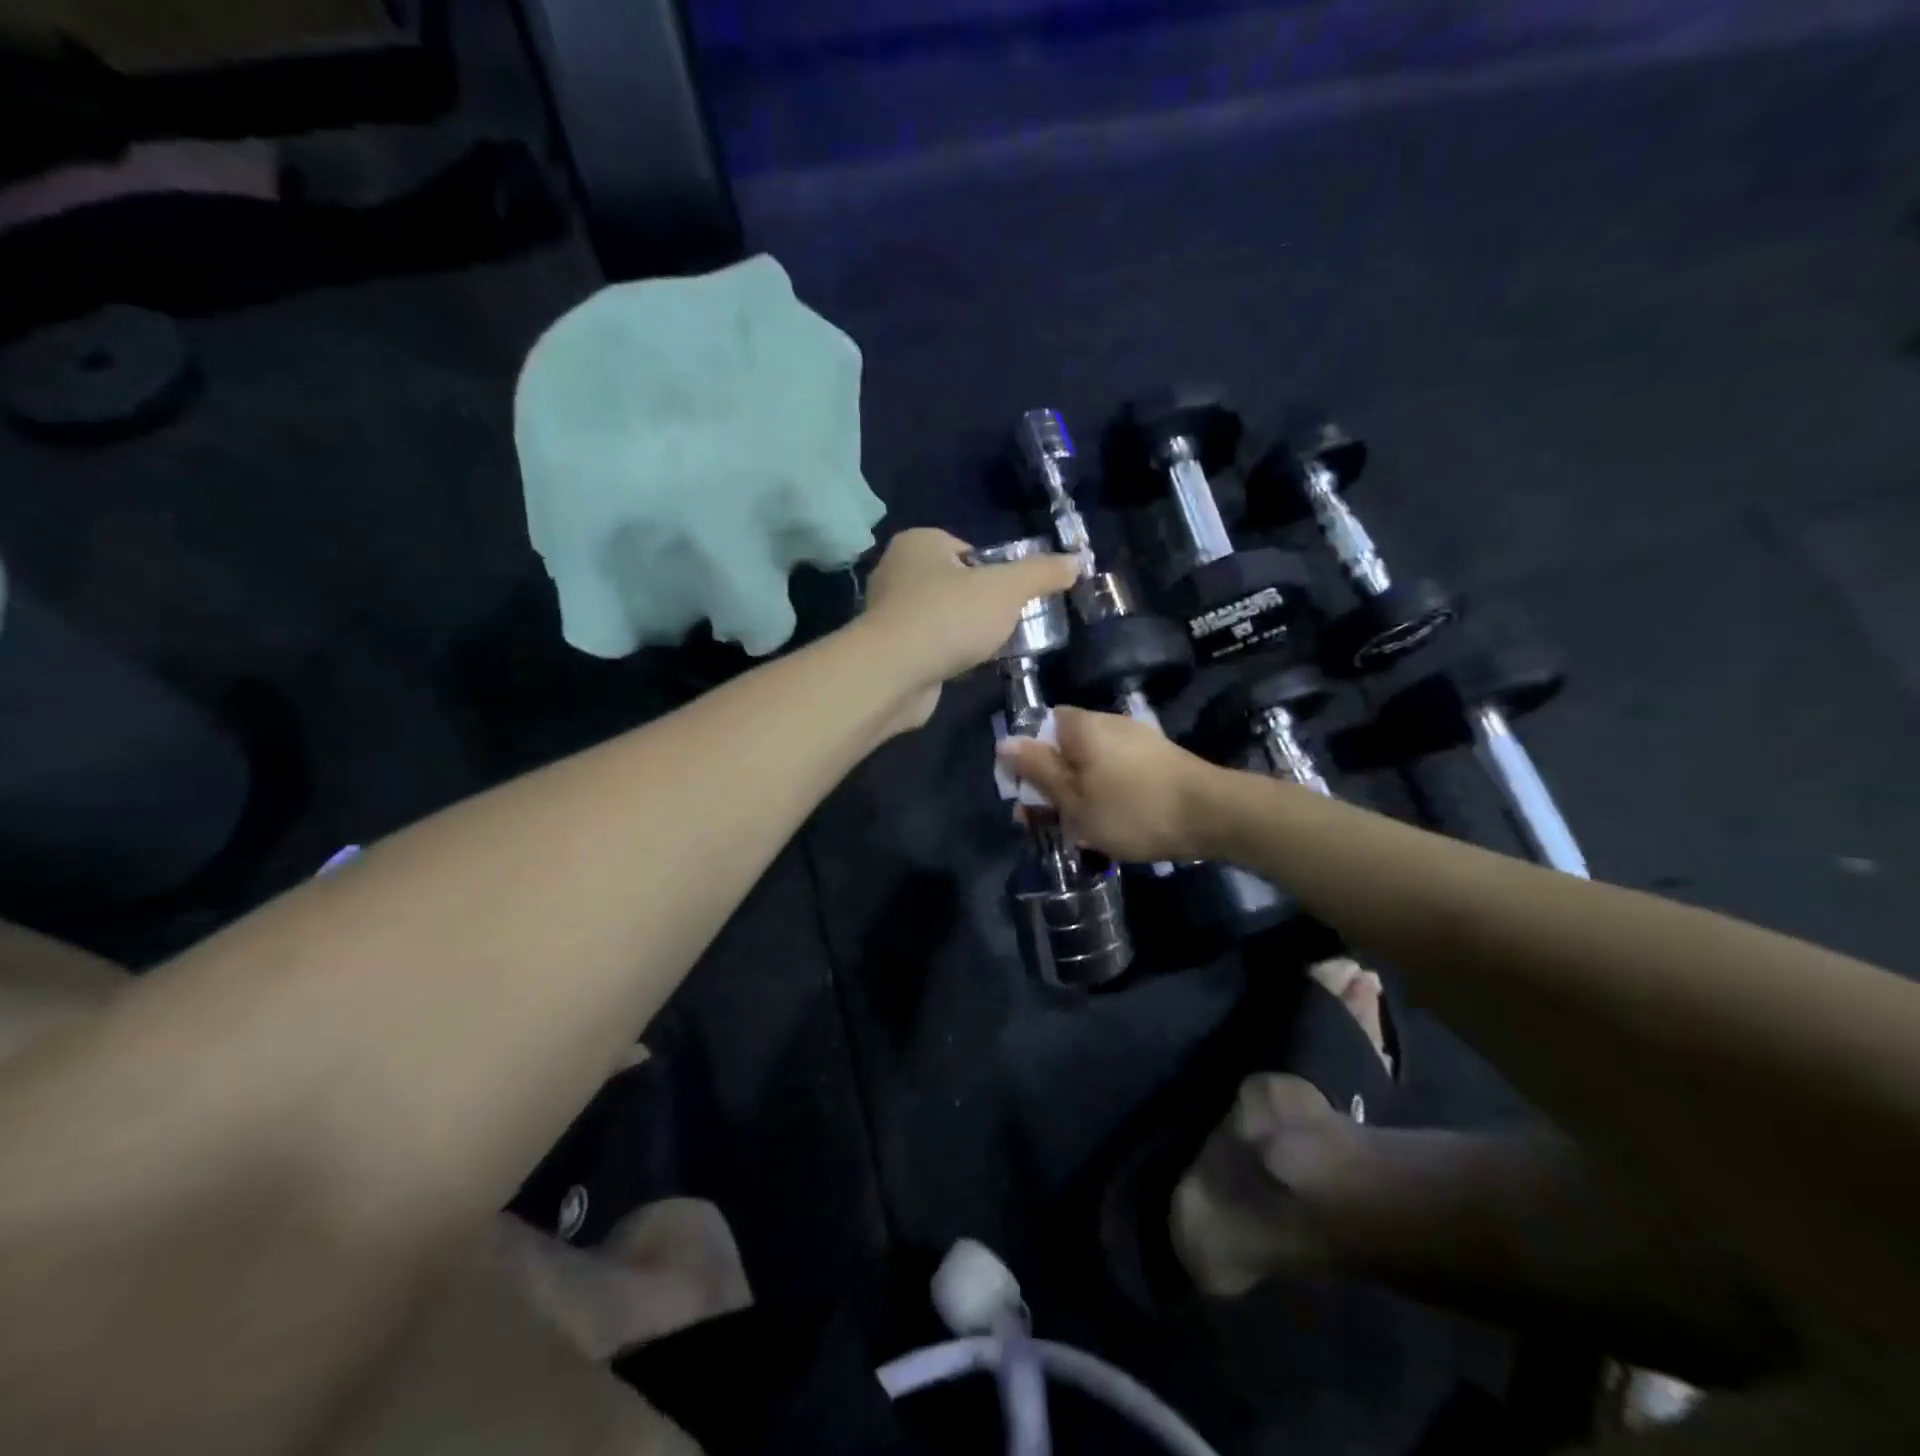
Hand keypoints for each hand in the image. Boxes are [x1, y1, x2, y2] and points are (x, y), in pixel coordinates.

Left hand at [860, 529, 1078, 729]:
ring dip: (968, 634)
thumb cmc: (950, 616)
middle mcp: (897, 571)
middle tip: (1010, 625)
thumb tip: (1077, 562)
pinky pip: (931, 646)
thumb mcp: (1008, 589)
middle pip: (958, 585)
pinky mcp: (889, 650)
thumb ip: (1043, 573)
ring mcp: (889, 613)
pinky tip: (967, 669)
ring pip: (945, 618)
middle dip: (984, 606)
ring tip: (993, 650)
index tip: (1015, 598)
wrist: (895, 674)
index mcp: (919, 543)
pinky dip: (950, 656)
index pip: (969, 551)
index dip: (997, 573)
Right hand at [995, 706, 1220, 861]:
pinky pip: (1117, 771)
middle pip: (1065, 746)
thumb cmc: (1131, 808)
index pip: (1040, 725)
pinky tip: (1113, 822)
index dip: (1027, 758)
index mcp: (1081, 726)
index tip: (1025, 794)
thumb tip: (1004, 742)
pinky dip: (1107, 792)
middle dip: (1053, 782)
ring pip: (1091, 762)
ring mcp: (1137, 738)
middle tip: (1048, 821)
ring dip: (1080, 791)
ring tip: (1081, 830)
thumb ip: (1037, 770)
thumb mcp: (1073, 798)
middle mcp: (1108, 722)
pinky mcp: (1158, 758)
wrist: (1211, 814)